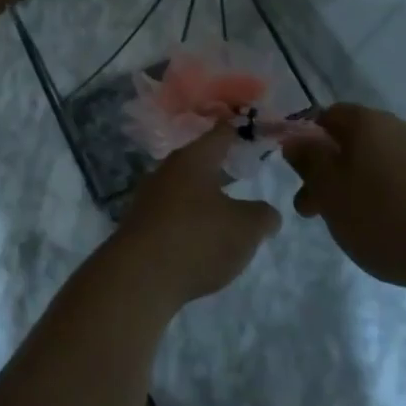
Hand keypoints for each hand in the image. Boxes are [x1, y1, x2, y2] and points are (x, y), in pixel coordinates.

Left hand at [111, 126, 280, 311]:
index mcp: (193, 160)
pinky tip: (202, 236)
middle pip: (198, 161)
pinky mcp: (140, 225)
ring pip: (184, 188)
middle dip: (220, 165)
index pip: (220, 134)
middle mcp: (166, 171)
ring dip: (204, 195)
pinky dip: (189, 219)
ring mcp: (149, 198)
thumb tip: (267, 213)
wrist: (139, 277)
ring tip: (228, 207)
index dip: (239, 131)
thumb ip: (263, 215)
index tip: (253, 129)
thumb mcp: (246, 228)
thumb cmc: (198, 239)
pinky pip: (172, 213)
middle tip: (244, 170)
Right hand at [280, 104, 405, 291]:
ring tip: (353, 225)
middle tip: (315, 211)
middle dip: (329, 172)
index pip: (326, 116)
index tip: (298, 175)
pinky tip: (391, 229)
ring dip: (359, 187)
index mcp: (368, 123)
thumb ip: (308, 161)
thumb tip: (295, 139)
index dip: (306, 141)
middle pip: (353, 142)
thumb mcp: (331, 192)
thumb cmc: (389, 219)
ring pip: (380, 163)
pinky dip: (390, 198)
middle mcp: (401, 128)